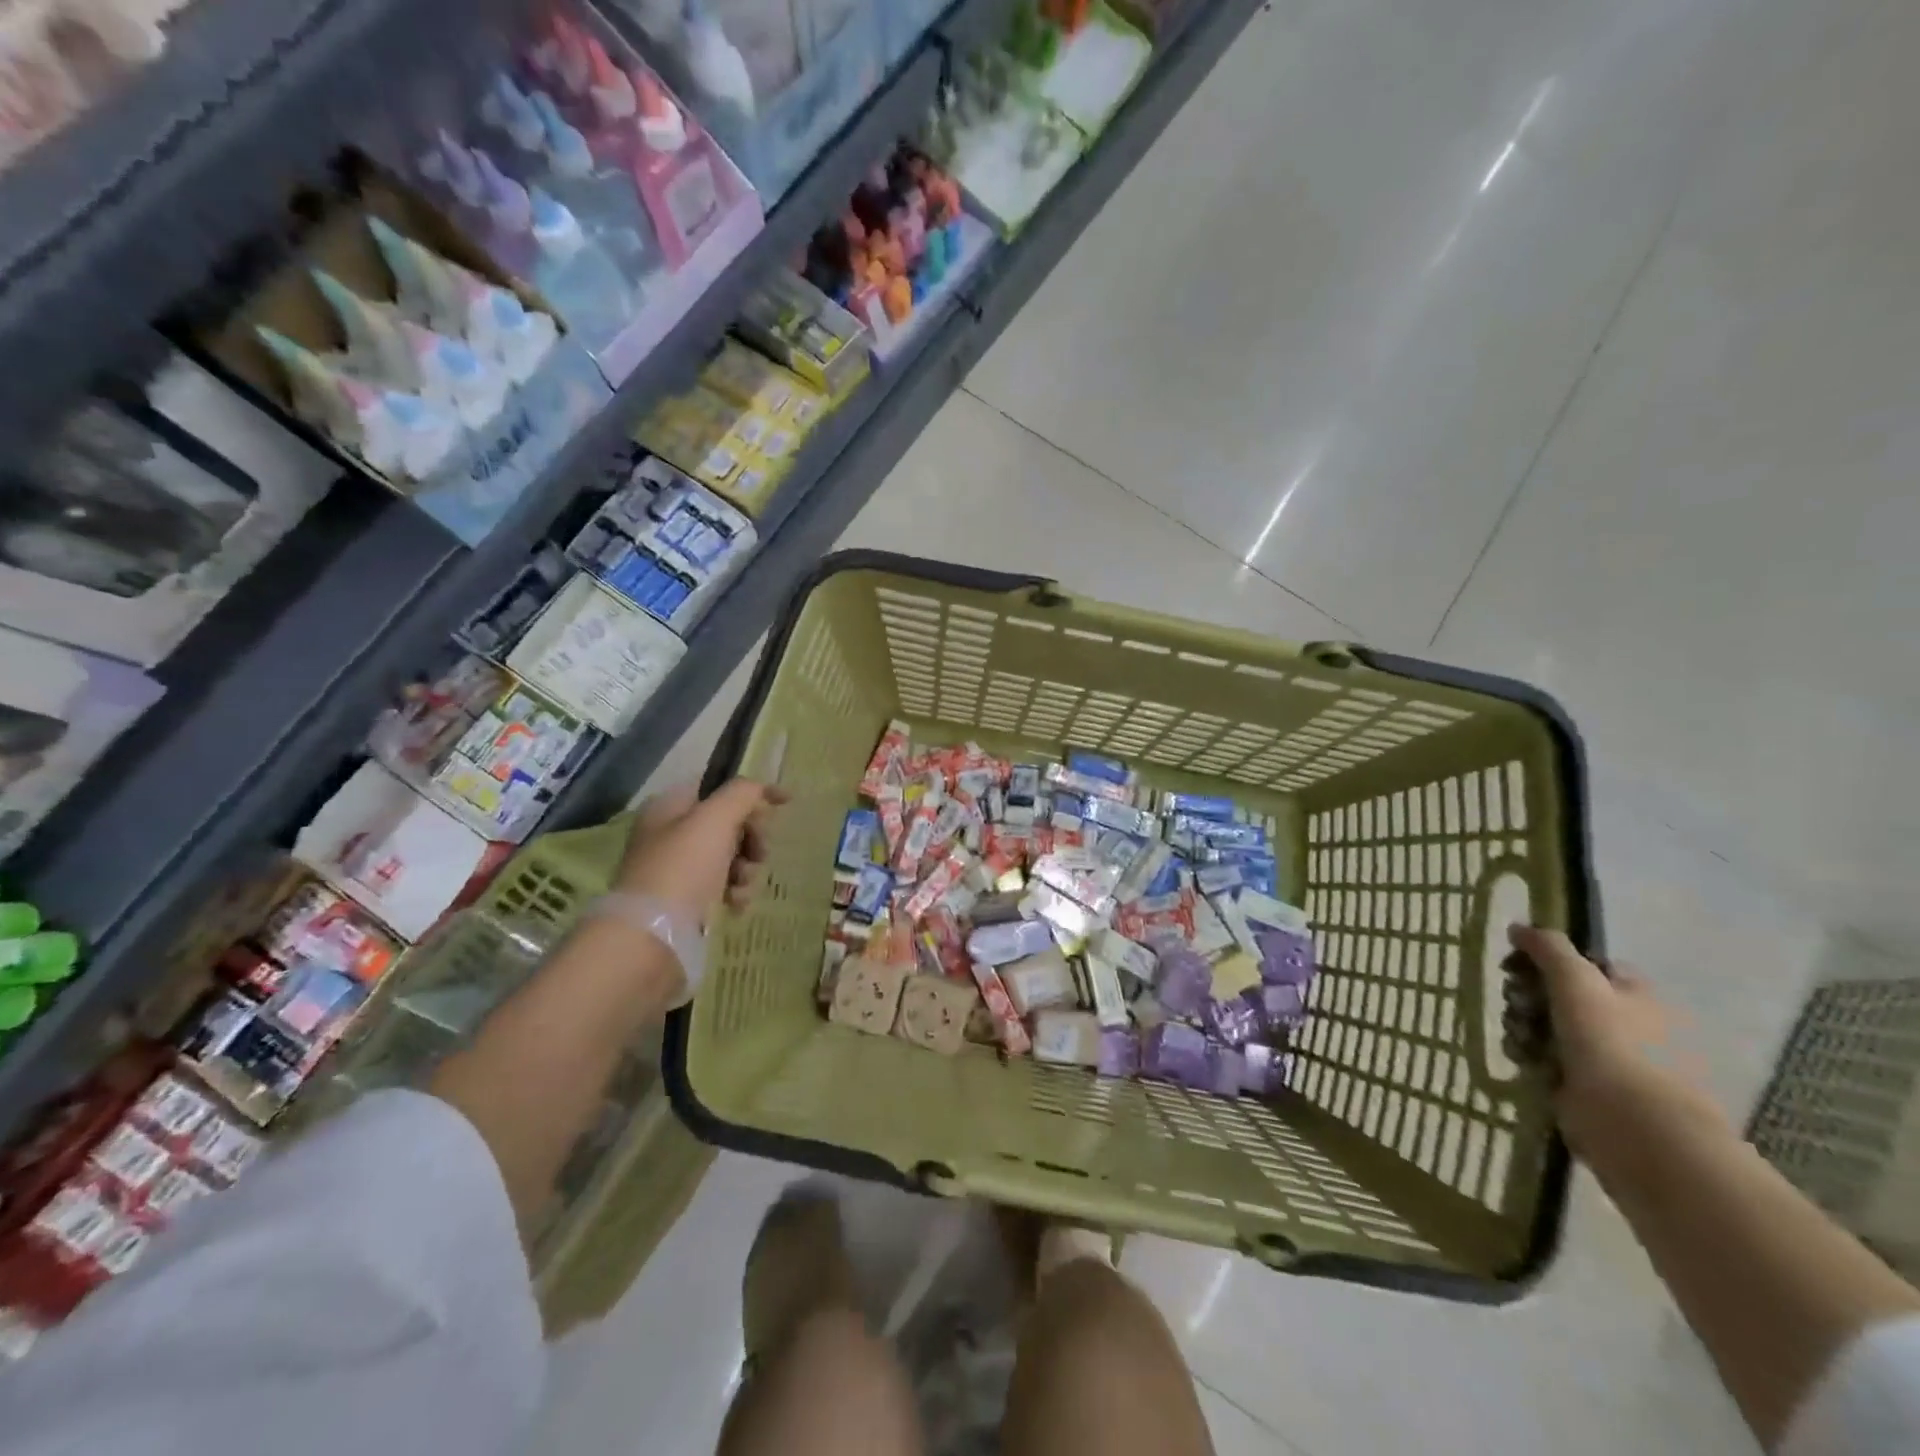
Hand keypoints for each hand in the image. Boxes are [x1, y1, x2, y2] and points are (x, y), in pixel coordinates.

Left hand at [618, 779, 787, 929]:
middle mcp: (670, 834)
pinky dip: (735, 892)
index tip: (786, 802)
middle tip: (760, 853)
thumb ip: (742, 794)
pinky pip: (721, 886)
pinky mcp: (685, 901)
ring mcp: (677, 869)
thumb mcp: (715, 819)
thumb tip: (760, 788)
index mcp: (670, 806)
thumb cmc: (684, 867)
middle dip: (752, 837)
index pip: (719, 787)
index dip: (753, 792)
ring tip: (742, 884)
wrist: (652, 935)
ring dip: (746, 868)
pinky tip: (735, 904)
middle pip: (728, 823)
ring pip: (729, 856)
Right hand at [1507, 924, 1724, 1155]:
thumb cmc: (1610, 1042)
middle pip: (1559, 993)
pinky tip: (1522, 1059)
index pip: (1585, 964)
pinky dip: (1529, 1054)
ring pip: (1547, 1025)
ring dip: (1523, 1024)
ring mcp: (1607, 1056)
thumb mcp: (1576, 979)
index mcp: (1633, 993)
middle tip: (1516, 1002)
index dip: (1548, 961)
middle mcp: (1625, 1021)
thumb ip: (1547, 947)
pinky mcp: (1586, 1086)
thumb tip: (1519, 927)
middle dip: (1527, 995)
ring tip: (1518, 1036)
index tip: (1516, 967)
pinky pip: (1545, 1057)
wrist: (1633, 1123)